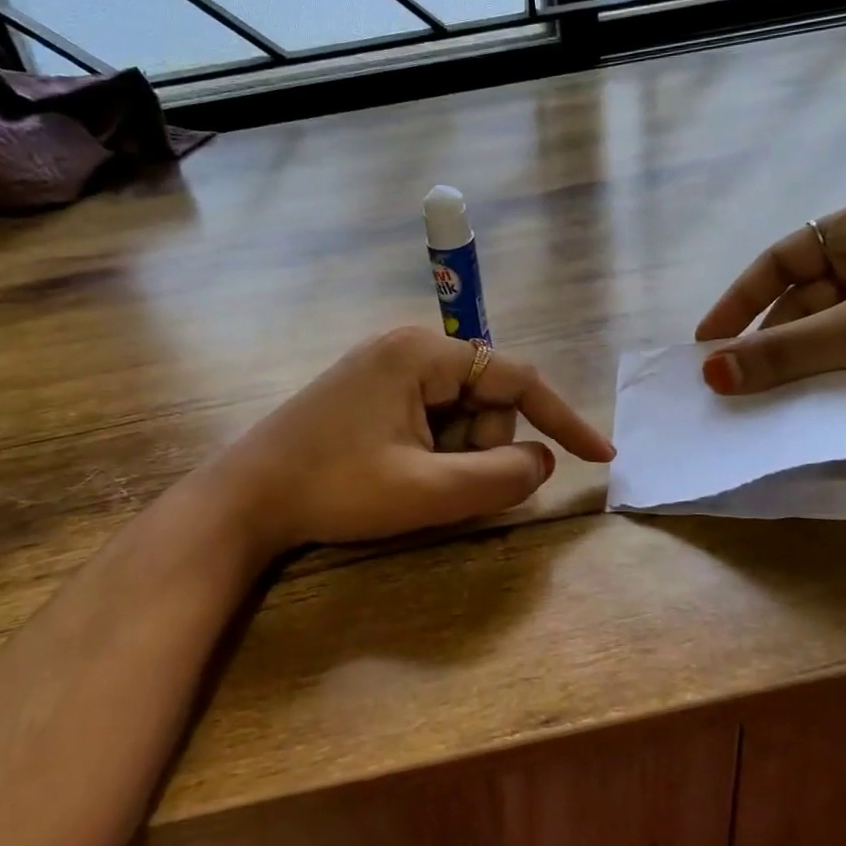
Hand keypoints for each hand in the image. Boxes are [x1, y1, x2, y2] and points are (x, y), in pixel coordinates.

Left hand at [212, 327, 613, 553]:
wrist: (245, 498)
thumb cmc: (334, 489)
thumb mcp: (425, 491)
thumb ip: (499, 478)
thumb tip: (544, 463)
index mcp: (424, 354)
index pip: (517, 379)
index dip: (563, 419)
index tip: (600, 456)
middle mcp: (410, 347)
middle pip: (486, 400)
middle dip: (478, 449)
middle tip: (434, 482)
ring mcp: (388, 367)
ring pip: (460, 415)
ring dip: (453, 456)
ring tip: (406, 480)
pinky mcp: (374, 391)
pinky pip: (431, 419)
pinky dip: (432, 452)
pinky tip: (395, 472)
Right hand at [695, 195, 845, 419]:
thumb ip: (786, 352)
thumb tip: (710, 373)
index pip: (780, 258)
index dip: (739, 300)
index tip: (707, 342)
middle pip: (804, 300)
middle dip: (771, 341)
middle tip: (733, 383)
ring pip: (831, 333)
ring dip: (802, 366)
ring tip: (763, 403)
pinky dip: (836, 379)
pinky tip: (812, 408)